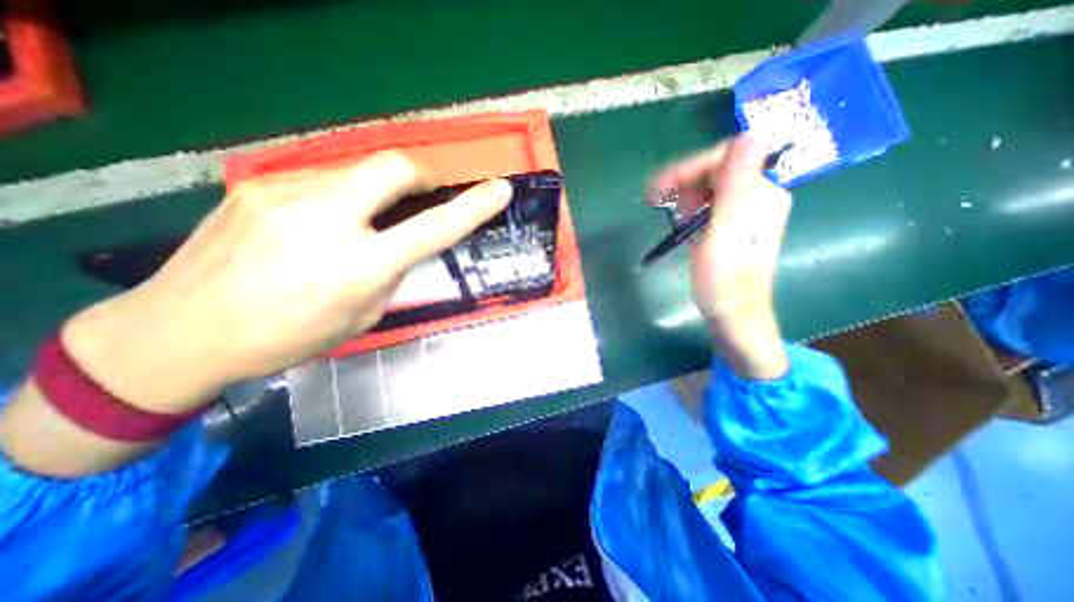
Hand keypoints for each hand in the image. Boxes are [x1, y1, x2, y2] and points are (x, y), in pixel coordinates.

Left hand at [69, 152, 515, 412]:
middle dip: (422, 175)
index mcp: (357, 268)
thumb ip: (390, 272)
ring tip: (367, 219)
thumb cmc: (289, 336)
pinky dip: (344, 195)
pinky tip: (324, 222)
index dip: (472, 206)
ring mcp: (285, 196)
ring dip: (379, 189)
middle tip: (426, 193)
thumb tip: (403, 242)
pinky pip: (324, 179)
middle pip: (393, 168)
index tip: (499, 190)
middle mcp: (325, 222)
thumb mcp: (362, 314)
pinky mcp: (258, 186)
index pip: (433, 228)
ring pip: (358, 171)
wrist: (180, 330)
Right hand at [650, 134, 790, 376]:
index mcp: (762, 195)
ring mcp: (750, 210)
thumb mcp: (725, 236)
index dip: (689, 169)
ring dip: (686, 192)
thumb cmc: (724, 283)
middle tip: (655, 200)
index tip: (657, 189)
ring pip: (714, 184)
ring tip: (669, 211)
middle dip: (685, 180)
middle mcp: (762, 196)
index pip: (726, 158)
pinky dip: (693, 205)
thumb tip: (752, 132)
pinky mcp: (738, 224)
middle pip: (720, 169)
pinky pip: (714, 201)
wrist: (734, 318)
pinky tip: (682, 219)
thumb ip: (737, 187)